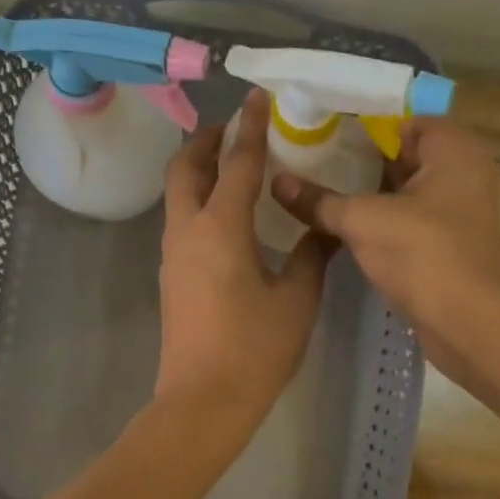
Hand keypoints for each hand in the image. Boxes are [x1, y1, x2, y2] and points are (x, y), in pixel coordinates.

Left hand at [154, 90, 332, 431]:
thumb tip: (328, 226)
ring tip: (236, 166)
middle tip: (238, 130)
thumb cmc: (254, 349)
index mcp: (219, 227)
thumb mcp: (296, 298)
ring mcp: (172, 254)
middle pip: (185, 168)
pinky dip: (200, 200)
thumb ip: (312, 254)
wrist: (202, 402)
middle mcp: (187, 231)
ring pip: (178, 194)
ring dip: (201, 170)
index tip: (259, 96)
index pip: (237, 162)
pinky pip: (182, 220)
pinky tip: (230, 214)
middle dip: (208, 141)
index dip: (251, 126)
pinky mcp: (171, 275)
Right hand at [273, 118, 499, 386]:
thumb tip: (277, 181)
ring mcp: (451, 210)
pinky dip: (373, 214)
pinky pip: (401, 216)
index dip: (360, 120)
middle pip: (400, 151)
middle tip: (305, 151)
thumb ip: (319, 199)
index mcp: (452, 150)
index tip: (317, 123)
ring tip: (310, 180)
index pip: (402, 118)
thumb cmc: (423, 254)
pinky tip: (332, 218)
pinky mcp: (440, 242)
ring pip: (398, 187)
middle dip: (354, 153)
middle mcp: (458, 172)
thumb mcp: (363, 220)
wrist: (468, 322)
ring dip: (361, 187)